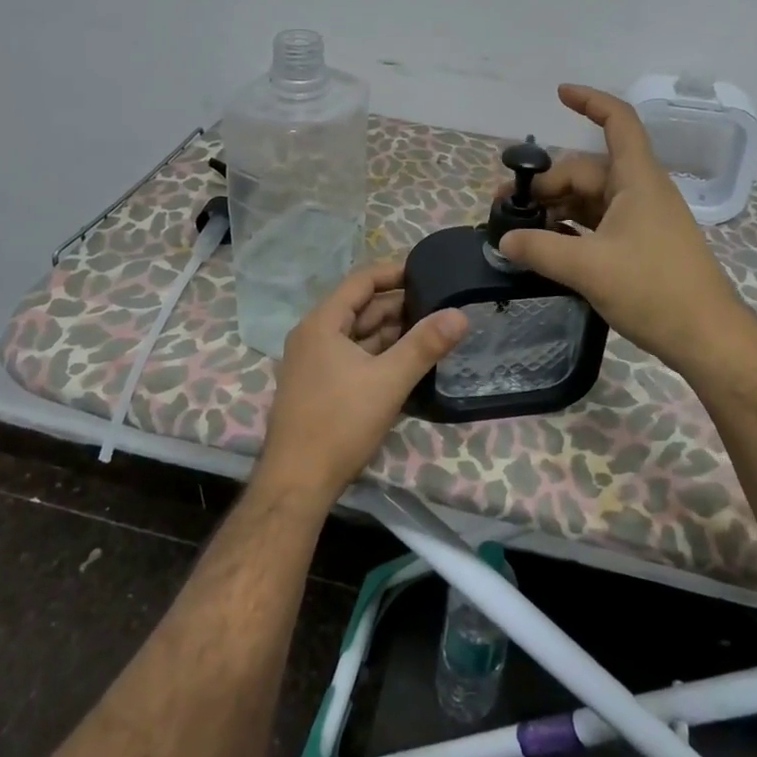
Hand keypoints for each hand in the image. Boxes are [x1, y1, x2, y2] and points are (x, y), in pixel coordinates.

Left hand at [255, 262, 467, 503]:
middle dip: (399, 305)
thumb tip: (460, 313)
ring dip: (391, 331)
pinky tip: (406, 361)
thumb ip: (425, 345)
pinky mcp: (319, 386)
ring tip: (431, 330)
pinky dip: (379, 353)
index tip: (428, 272)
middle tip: (439, 304)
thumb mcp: (388, 381)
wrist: (296, 484)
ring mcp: (313, 363)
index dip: (394, 272)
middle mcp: (313, 335)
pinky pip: (353, 356)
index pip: (361, 281)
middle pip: (360, 307)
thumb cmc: (339, 424)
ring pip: (358, 334)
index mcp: (322, 323)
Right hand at [497, 85, 756, 374]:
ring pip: (591, 198)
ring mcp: (642, 218)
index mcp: (637, 179)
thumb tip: (504, 239)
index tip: (558, 93)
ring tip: (520, 230)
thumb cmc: (654, 290)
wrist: (708, 338)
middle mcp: (640, 190)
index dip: (589, 101)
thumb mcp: (589, 268)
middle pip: (587, 169)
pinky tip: (548, 247)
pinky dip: (572, 228)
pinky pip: (600, 223)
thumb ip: (541, 249)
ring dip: (556, 208)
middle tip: (506, 208)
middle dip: (546, 182)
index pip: (618, 121)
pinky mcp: (642, 245)